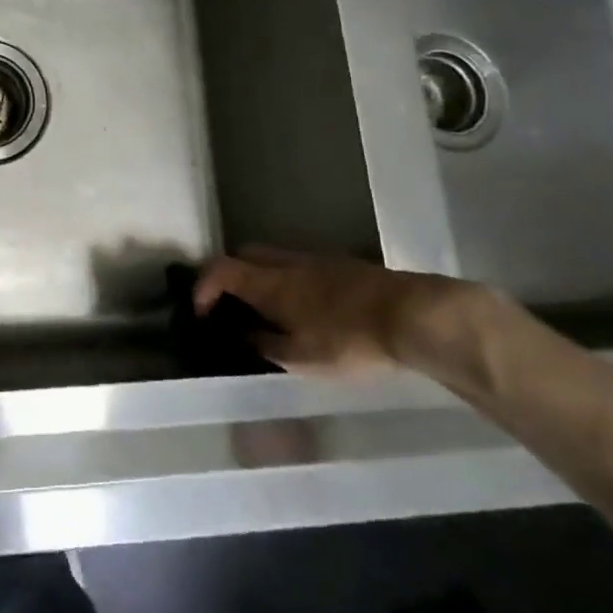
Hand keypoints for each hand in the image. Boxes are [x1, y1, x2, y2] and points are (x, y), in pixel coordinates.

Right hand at [193, 245, 473, 374]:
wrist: (411, 315)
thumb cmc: (349, 340)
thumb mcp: (301, 358)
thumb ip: (267, 346)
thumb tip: (246, 336)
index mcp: (268, 283)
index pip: (220, 269)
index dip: (203, 286)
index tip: (200, 311)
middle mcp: (286, 263)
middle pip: (245, 253)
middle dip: (231, 274)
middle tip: (233, 305)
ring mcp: (317, 260)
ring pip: (275, 258)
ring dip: (263, 277)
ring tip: (270, 310)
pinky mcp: (344, 266)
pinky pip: (302, 266)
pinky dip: (291, 281)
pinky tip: (307, 309)